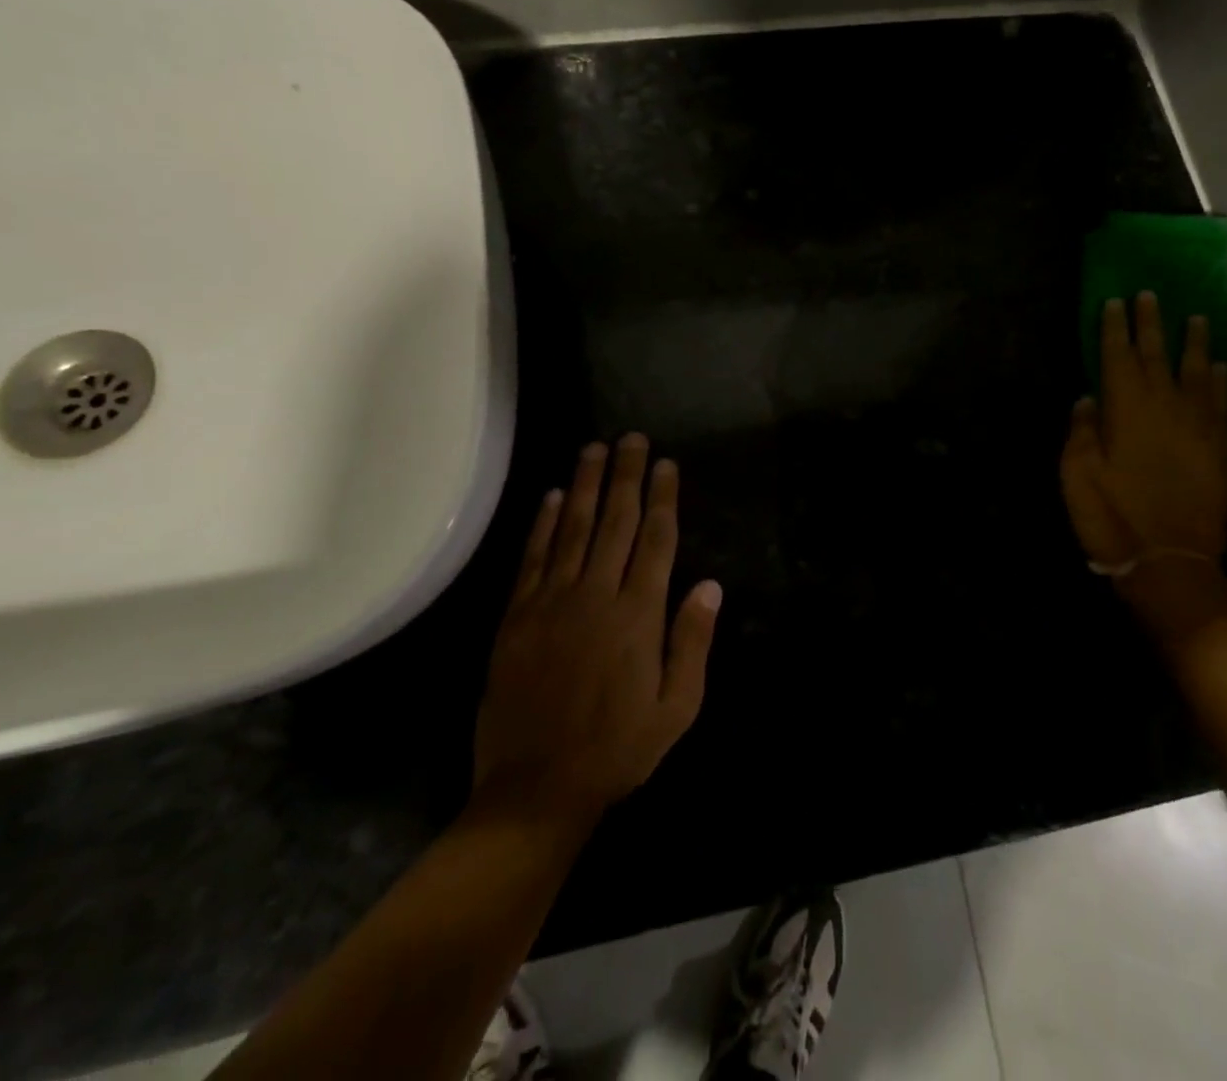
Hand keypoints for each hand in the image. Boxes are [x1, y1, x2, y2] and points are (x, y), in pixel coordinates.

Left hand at [471, 436, 721, 828]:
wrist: (536, 789)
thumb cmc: (618, 749)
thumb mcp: (678, 707)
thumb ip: (692, 642)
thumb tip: (709, 585)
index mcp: (638, 614)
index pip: (656, 540)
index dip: (663, 497)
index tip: (665, 463)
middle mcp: (595, 595)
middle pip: (615, 521)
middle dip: (625, 476)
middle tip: (630, 438)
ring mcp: (551, 602)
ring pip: (571, 529)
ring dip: (584, 486)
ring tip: (593, 449)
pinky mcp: (516, 617)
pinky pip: (532, 558)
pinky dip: (541, 524)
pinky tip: (549, 497)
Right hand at [1062, 294, 1226, 638]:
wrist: (1170, 561)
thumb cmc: (1112, 517)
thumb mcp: (1077, 475)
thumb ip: (1082, 431)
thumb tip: (1088, 397)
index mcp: (1126, 410)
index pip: (1118, 357)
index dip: (1116, 328)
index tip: (1116, 301)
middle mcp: (1165, 407)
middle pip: (1157, 355)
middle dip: (1152, 324)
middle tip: (1151, 295)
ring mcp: (1197, 426)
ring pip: (1197, 372)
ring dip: (1195, 343)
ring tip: (1196, 317)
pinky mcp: (1219, 448)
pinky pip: (1222, 404)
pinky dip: (1223, 381)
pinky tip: (1222, 366)